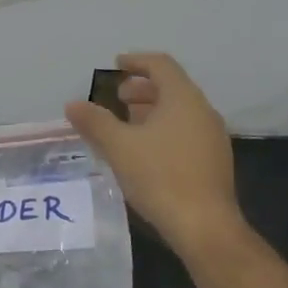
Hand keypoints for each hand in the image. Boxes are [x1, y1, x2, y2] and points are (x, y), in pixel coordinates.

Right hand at [65, 53, 247, 255]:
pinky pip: (186, 132)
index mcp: (183, 99)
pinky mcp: (214, 162)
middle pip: (171, 88)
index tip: (116, 64)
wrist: (204, 226)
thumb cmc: (160, 177)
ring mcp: (212, 138)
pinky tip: (144, 152)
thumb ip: (95, 122)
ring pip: (179, 112)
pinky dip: (163, 130)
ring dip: (151, 111)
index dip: (136, 61)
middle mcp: (203, 112)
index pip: (161, 65)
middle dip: (142, 89)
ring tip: (125, 125)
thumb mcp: (119, 147)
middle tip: (116, 97)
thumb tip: (73, 104)